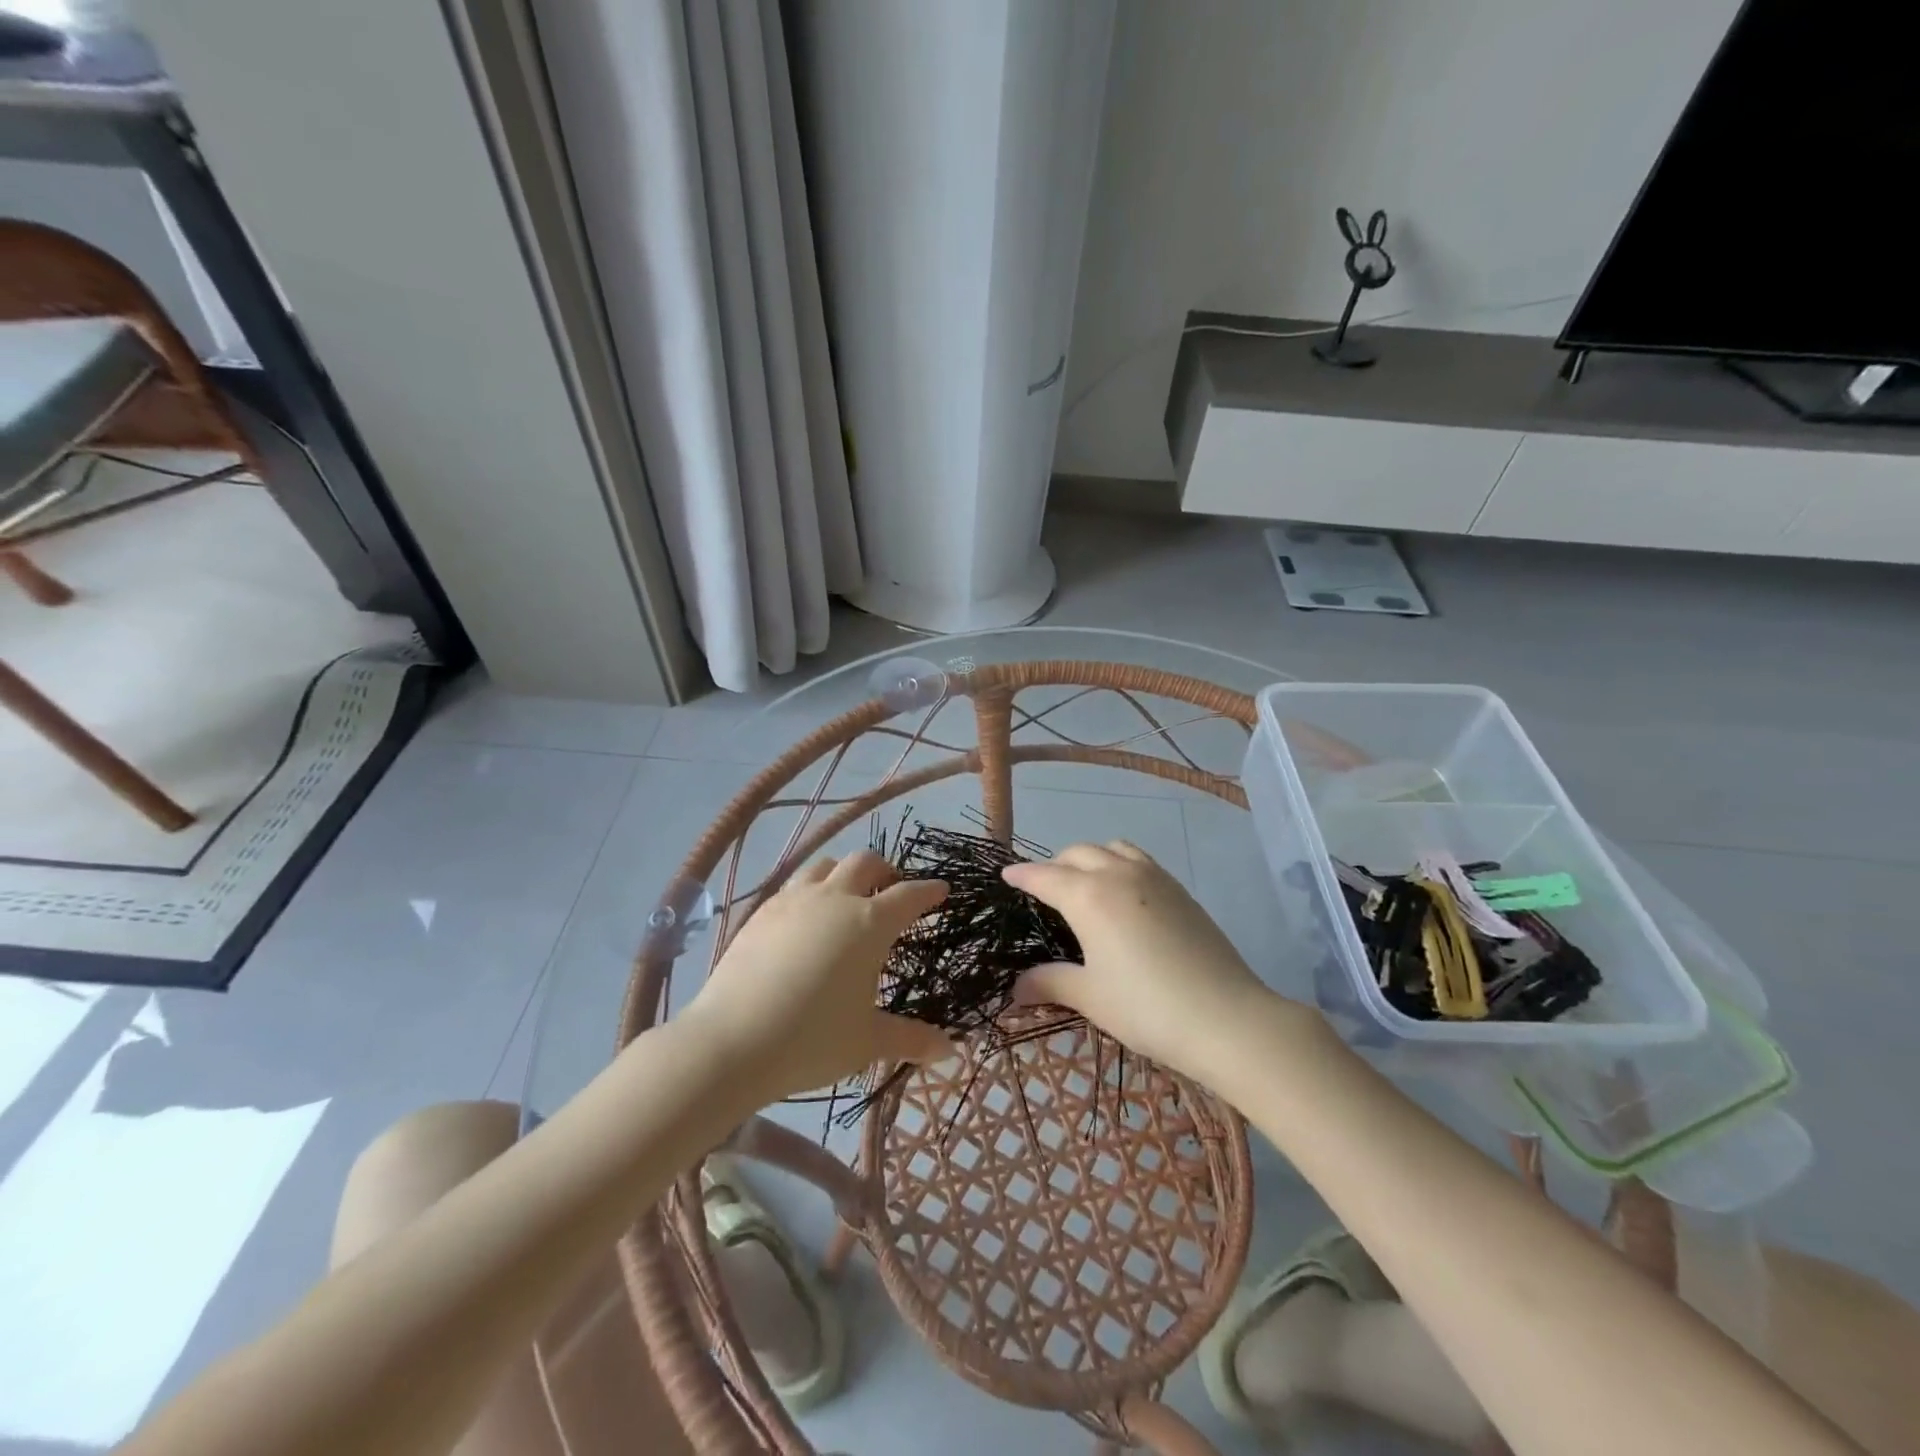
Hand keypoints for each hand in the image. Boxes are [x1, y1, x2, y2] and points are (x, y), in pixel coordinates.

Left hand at [682, 850, 952, 1102]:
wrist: (731, 1042)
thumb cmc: (812, 1040)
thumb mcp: (868, 1042)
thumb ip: (911, 1039)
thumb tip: (950, 1050)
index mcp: (869, 924)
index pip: (909, 896)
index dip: (928, 891)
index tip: (941, 890)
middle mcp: (835, 899)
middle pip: (865, 863)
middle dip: (886, 871)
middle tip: (892, 890)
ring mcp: (794, 901)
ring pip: (825, 865)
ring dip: (844, 873)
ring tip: (847, 895)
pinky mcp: (762, 912)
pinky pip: (794, 885)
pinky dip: (811, 890)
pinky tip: (806, 917)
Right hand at [1002, 842, 1291, 1085]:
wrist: (1227, 1017)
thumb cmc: (1147, 1007)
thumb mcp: (1090, 997)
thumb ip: (1050, 982)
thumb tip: (1015, 988)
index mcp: (1088, 895)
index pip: (1044, 876)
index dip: (1022, 875)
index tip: (1006, 875)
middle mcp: (1118, 874)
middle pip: (1077, 853)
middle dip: (1054, 865)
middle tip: (1043, 889)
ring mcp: (1154, 877)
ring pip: (1112, 848)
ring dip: (1090, 858)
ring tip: (1084, 883)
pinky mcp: (1180, 890)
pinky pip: (1139, 860)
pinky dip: (1119, 864)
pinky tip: (1123, 895)